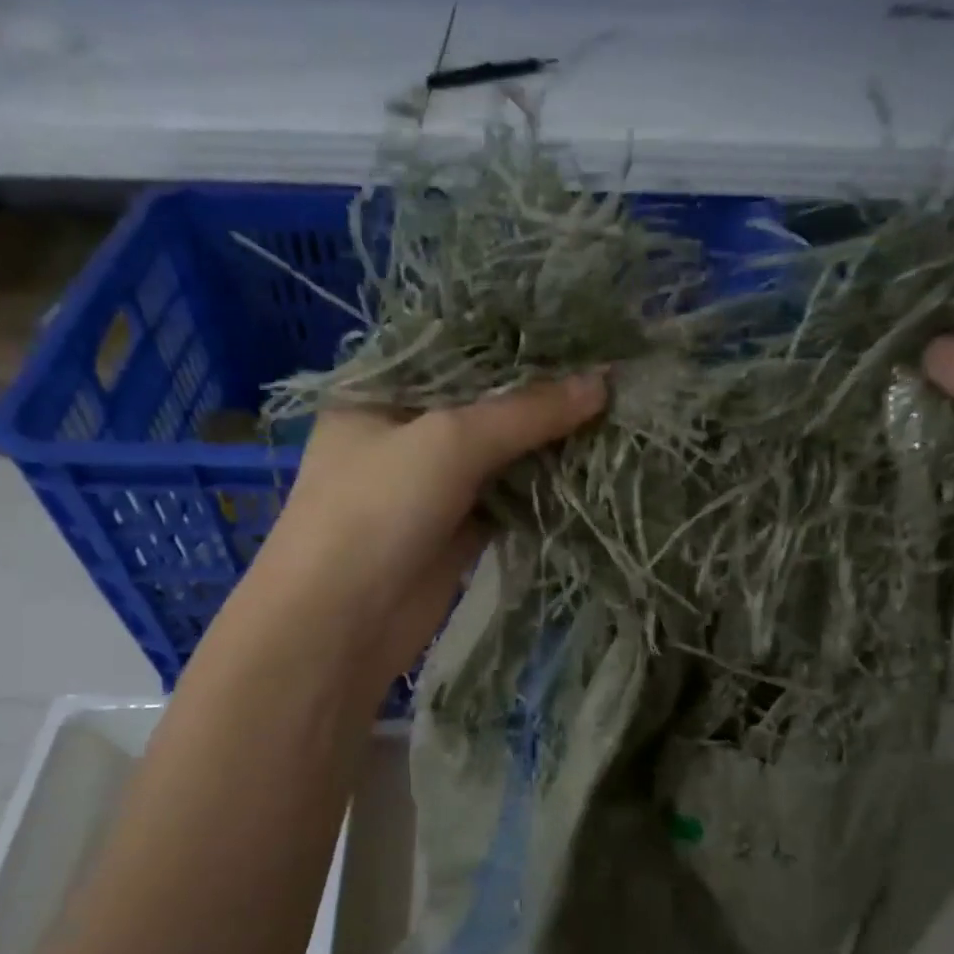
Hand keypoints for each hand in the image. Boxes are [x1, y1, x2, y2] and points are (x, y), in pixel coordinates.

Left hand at [249, 375, 606, 694]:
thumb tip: (603, 382)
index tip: (581, 329)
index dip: (517, 342)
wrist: (341, 624)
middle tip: (609, 372)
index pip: (459, 350)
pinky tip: (588, 467)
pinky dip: (541, 489)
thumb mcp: (449, 442)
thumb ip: (526, 412)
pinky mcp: (455, 531)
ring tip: (613, 412)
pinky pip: (506, 498)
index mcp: (382, 390)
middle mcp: (405, 431)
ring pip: (500, 453)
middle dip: (541, 395)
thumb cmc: (377, 510)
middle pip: (484, 404)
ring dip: (547, 443)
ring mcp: (431, 484)